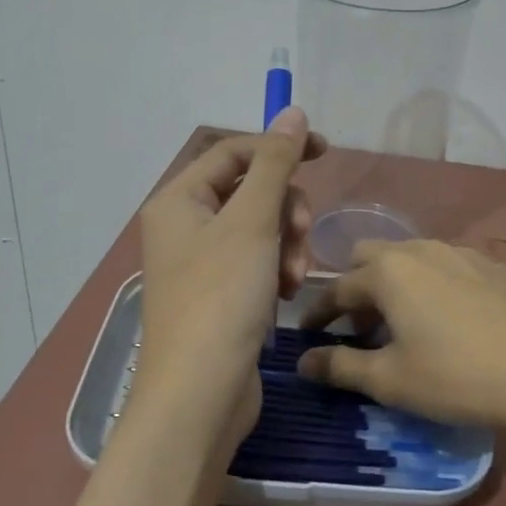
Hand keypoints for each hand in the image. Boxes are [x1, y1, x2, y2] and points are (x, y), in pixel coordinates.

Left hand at [132, 108, 325, 447]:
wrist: (200, 394)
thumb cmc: (221, 297)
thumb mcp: (252, 221)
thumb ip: (275, 163)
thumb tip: (291, 111)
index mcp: (179, 200)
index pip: (234, 153)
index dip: (279, 147)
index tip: (326, 152)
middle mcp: (184, 226)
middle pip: (250, 191)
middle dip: (285, 210)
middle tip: (300, 235)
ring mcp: (201, 264)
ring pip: (259, 229)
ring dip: (286, 245)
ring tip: (292, 279)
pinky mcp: (219, 295)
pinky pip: (256, 263)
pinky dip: (276, 271)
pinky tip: (285, 296)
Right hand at [296, 240, 505, 436]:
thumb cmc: (459, 377)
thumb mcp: (391, 380)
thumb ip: (341, 367)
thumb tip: (303, 363)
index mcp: (388, 272)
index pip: (337, 288)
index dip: (317, 315)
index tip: (306, 338)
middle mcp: (420, 249)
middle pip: (370, 257)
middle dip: (355, 289)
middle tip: (359, 330)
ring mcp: (460, 253)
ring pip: (409, 258)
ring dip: (393, 285)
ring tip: (403, 326)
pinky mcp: (492, 266)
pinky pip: (444, 266)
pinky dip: (429, 286)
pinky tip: (447, 320)